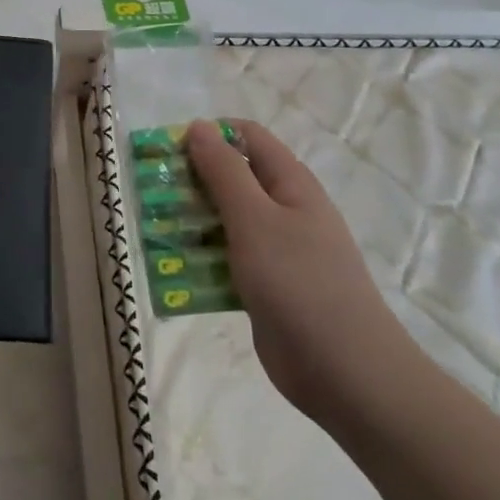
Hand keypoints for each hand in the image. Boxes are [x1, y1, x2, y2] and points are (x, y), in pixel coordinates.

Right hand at [187, 119, 420, 429]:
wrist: (346, 373)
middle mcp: (284, 210)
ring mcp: (276, 250)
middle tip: (153, 195)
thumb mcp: (255, 218)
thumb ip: (224, 171)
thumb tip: (199, 126)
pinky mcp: (265, 286)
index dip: (209, 135)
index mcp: (290, 183)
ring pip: (225, 221)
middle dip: (191, 181)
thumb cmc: (299, 282)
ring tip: (156, 231)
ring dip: (191, 222)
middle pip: (232, 178)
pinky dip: (202, 260)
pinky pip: (227, 260)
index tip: (170, 151)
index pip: (247, 137)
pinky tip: (174, 272)